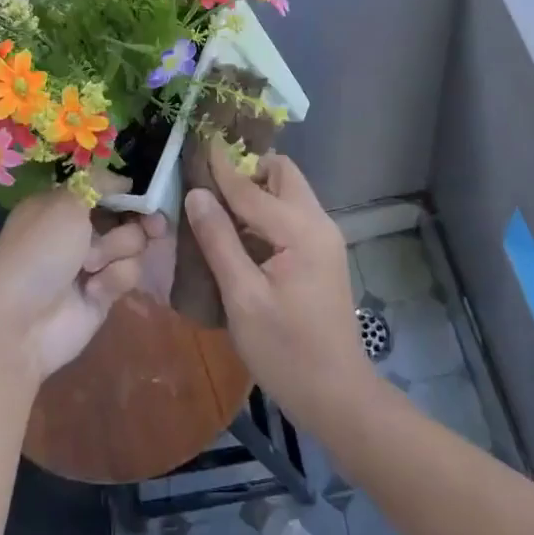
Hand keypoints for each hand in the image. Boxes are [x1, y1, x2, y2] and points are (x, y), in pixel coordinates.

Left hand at [0, 188, 162, 381]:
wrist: (20, 323)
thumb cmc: (38, 252)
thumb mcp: (65, 203)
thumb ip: (98, 182)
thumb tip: (124, 180)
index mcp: (61, 205)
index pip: (103, 189)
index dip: (125, 191)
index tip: (144, 193)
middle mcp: (77, 231)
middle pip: (125, 216)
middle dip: (138, 221)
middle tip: (154, 225)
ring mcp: (91, 263)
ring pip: (132, 245)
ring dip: (116, 251)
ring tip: (91, 266)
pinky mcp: (104, 293)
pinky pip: (127, 274)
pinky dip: (113, 278)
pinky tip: (93, 290)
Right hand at [183, 148, 375, 430]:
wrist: (337, 395)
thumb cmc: (285, 351)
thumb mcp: (242, 297)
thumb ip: (219, 241)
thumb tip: (196, 193)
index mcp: (300, 230)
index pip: (251, 187)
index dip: (221, 166)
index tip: (198, 139)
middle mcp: (318, 223)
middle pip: (282, 175)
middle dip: (246, 170)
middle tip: (207, 183)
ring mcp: (324, 239)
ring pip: (288, 193)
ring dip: (255, 191)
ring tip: (215, 206)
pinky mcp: (321, 255)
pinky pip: (290, 216)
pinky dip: (265, 212)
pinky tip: (237, 234)